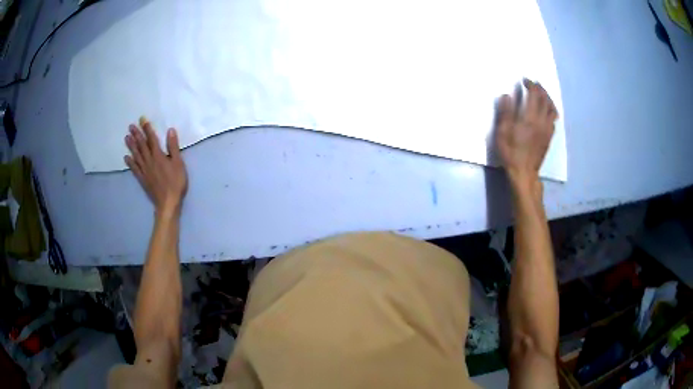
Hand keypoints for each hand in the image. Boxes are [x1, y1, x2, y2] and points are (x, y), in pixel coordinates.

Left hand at [124, 117, 187, 213]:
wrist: (168, 203)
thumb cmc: (176, 183)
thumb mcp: (179, 163)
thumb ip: (173, 147)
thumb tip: (170, 130)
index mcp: (158, 155)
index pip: (151, 139)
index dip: (147, 128)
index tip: (142, 119)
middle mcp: (149, 160)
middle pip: (141, 145)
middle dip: (137, 135)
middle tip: (131, 126)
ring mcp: (144, 170)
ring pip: (136, 155)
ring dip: (131, 146)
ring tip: (126, 137)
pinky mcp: (142, 179)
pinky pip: (134, 168)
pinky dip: (130, 162)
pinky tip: (126, 157)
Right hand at [495, 79, 557, 184]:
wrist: (524, 172)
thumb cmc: (511, 153)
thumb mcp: (502, 133)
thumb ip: (505, 113)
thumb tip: (507, 95)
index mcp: (530, 119)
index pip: (535, 95)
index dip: (531, 84)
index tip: (524, 80)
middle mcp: (542, 122)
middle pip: (546, 99)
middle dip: (540, 88)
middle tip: (532, 83)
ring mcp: (547, 130)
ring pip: (552, 108)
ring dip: (547, 98)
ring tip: (540, 94)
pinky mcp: (549, 136)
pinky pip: (553, 119)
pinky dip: (550, 110)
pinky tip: (545, 111)